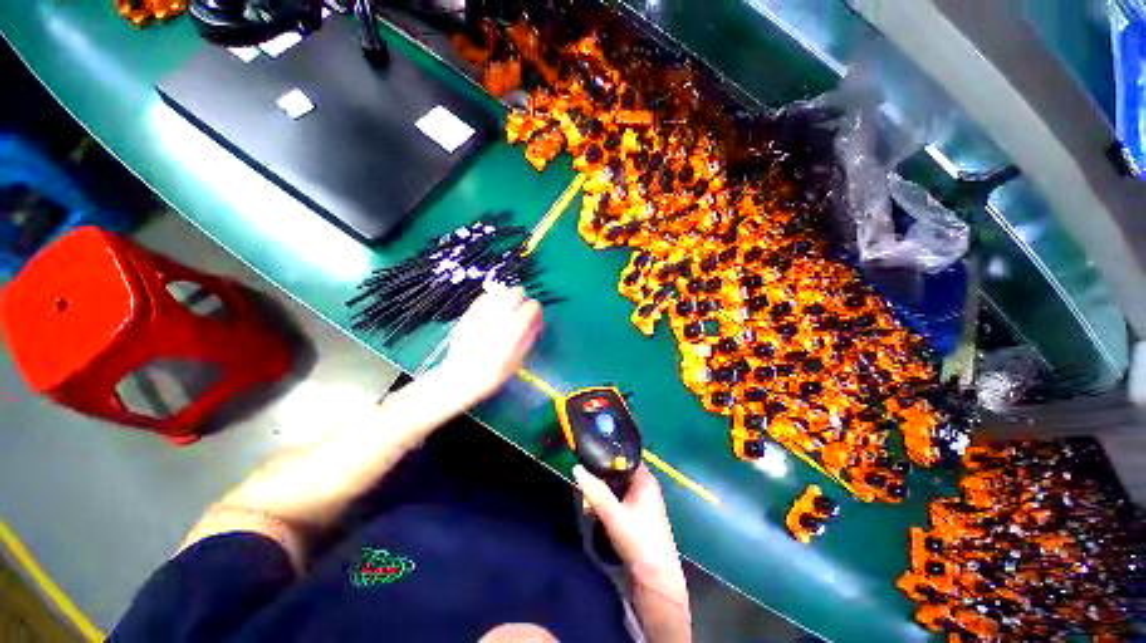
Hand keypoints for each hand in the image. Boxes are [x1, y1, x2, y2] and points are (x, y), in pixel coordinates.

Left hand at [436, 285, 541, 404]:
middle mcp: (499, 319)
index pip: (533, 306)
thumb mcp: (518, 359)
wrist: (461, 378)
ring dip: (507, 297)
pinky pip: (484, 297)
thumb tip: (537, 322)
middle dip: (522, 300)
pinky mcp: (469, 314)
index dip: (536, 311)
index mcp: (514, 331)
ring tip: (506, 309)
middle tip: (520, 311)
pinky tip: (492, 310)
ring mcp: (482, 314)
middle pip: (517, 292)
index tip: (534, 318)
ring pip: (501, 291)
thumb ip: (529, 337)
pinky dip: (491, 299)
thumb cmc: (492, 374)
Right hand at [573, 465, 689, 612]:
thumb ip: (594, 491)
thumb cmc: (638, 540)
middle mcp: (644, 484)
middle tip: (584, 491)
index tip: (586, 457)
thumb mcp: (613, 515)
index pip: (623, 455)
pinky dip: (605, 503)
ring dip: (600, 494)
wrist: (656, 579)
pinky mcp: (636, 513)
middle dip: (598, 480)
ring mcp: (640, 499)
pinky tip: (594, 513)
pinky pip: (617, 499)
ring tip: (588, 506)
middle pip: (616, 472)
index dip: (605, 455)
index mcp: (645, 478)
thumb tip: (576, 468)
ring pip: (614, 487)